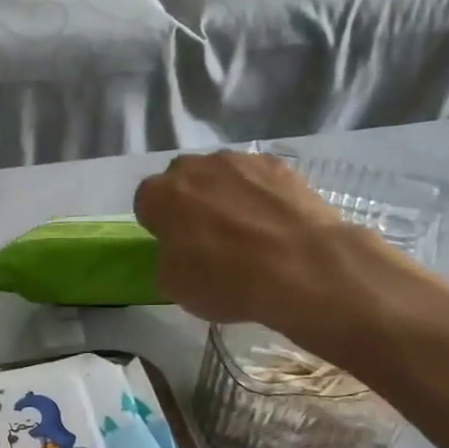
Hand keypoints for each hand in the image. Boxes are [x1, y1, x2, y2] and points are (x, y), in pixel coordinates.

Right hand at [134, 150, 414, 357]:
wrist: (303, 267)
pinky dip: (259, 194)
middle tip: (207, 236)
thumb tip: (177, 251)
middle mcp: (194, 167)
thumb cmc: (226, 280)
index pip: (145, 202)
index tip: (173, 246)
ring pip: (220, 175)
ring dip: (224, 194)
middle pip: (181, 180)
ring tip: (246, 230)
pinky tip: (274, 223)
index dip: (158, 225)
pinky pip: (256, 178)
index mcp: (159, 195)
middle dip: (188, 202)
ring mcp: (238, 161)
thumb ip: (165, 258)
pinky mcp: (278, 165)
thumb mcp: (173, 286)